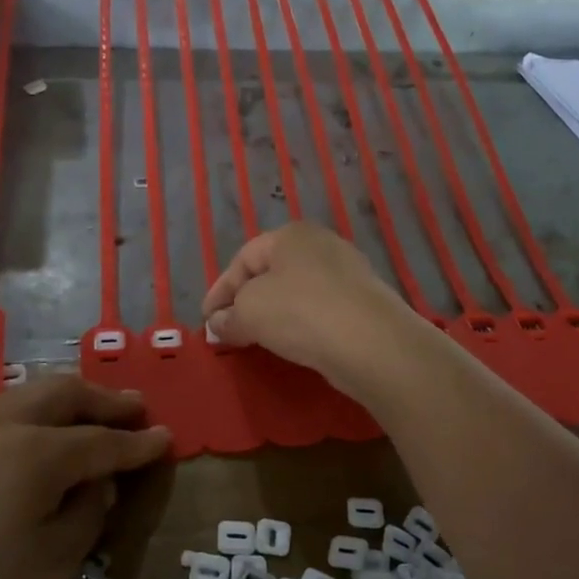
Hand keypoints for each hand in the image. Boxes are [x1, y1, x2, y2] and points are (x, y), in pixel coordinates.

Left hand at [0, 377, 169, 578]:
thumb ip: (86, 516)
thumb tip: (97, 487)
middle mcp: (6, 430)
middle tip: (136, 410)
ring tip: (95, 410)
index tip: (167, 438)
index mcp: (38, 453)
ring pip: (30, 394)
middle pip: (64, 394)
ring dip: (70, 397)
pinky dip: (39, 408)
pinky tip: (43, 430)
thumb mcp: (52, 566)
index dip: (139, 443)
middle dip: (105, 400)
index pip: (103, 441)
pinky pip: (6, 410)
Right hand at [201, 222, 418, 392]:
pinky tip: (293, 343)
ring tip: (257, 339)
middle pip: (271, 273)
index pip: (243, 259)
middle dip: (245, 301)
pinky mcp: (364, 302)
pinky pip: (319, 309)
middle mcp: (321, 244)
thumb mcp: (249, 312)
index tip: (206, 320)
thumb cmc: (300, 313)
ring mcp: (348, 272)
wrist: (372, 342)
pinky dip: (300, 323)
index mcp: (291, 235)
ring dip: (273, 313)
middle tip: (228, 329)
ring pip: (297, 291)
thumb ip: (228, 317)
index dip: (219, 291)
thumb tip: (218, 324)